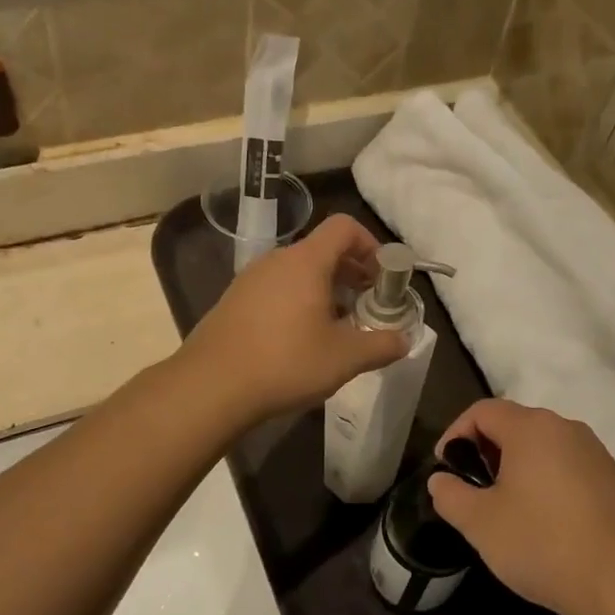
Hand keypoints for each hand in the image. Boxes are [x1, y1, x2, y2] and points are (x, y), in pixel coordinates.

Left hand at [181, 216, 409, 424]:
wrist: (211, 386)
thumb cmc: (285, 362)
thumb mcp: (345, 358)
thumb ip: (381, 345)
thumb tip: (404, 340)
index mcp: (306, 261)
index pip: (344, 227)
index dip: (371, 245)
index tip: (383, 278)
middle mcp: (276, 260)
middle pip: (322, 250)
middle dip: (352, 273)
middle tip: (367, 307)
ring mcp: (250, 279)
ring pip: (298, 272)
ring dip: (325, 290)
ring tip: (337, 327)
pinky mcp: (234, 301)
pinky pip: (276, 289)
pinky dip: (298, 302)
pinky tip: (300, 340)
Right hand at [427, 400, 614, 614]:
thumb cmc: (542, 544)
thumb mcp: (480, 523)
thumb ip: (450, 495)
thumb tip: (441, 480)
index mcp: (532, 428)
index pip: (482, 411)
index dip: (455, 434)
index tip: (446, 469)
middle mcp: (566, 428)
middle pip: (514, 424)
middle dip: (486, 451)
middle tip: (473, 489)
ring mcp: (595, 452)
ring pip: (543, 446)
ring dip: (517, 467)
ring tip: (506, 507)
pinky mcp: (614, 479)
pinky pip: (568, 466)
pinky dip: (546, 480)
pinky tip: (545, 521)